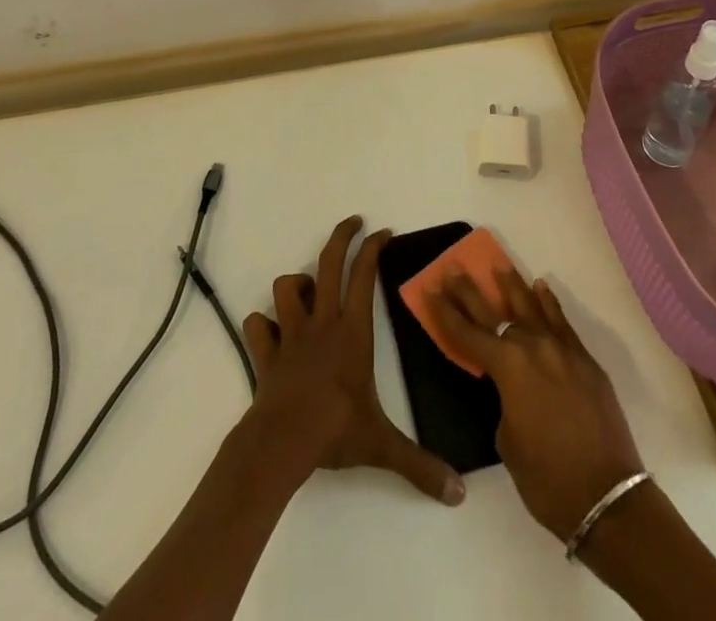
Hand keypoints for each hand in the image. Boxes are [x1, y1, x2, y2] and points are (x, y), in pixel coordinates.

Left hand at [240, 216, 464, 505]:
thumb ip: (419, 465)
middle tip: (353, 222)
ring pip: (286, 287)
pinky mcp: (266, 353)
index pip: (364, 276)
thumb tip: (458, 493)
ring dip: (296, 284)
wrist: (282, 443)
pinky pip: (257, 326)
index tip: (383, 232)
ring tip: (308, 291)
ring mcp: (290, 334)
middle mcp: (322, 323)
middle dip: (341, 237)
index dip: (373, 249)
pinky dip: (262, 325)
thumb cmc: (335, 431)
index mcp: (352, 332)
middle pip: (327, 264)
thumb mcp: (383, 445)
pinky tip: (270, 333)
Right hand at [432, 267, 643, 539]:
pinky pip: (562, 323)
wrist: (608, 498)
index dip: (446, 313)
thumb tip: (515, 389)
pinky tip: (540, 288)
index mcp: (508, 368)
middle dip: (470, 291)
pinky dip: (549, 304)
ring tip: (498, 266)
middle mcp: (533, 347)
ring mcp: (562, 350)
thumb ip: (505, 401)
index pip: (467, 334)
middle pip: (494, 312)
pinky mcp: (586, 360)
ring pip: (531, 308)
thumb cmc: (547, 479)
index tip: (431, 289)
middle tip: (453, 269)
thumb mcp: (507, 440)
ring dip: (512, 286)